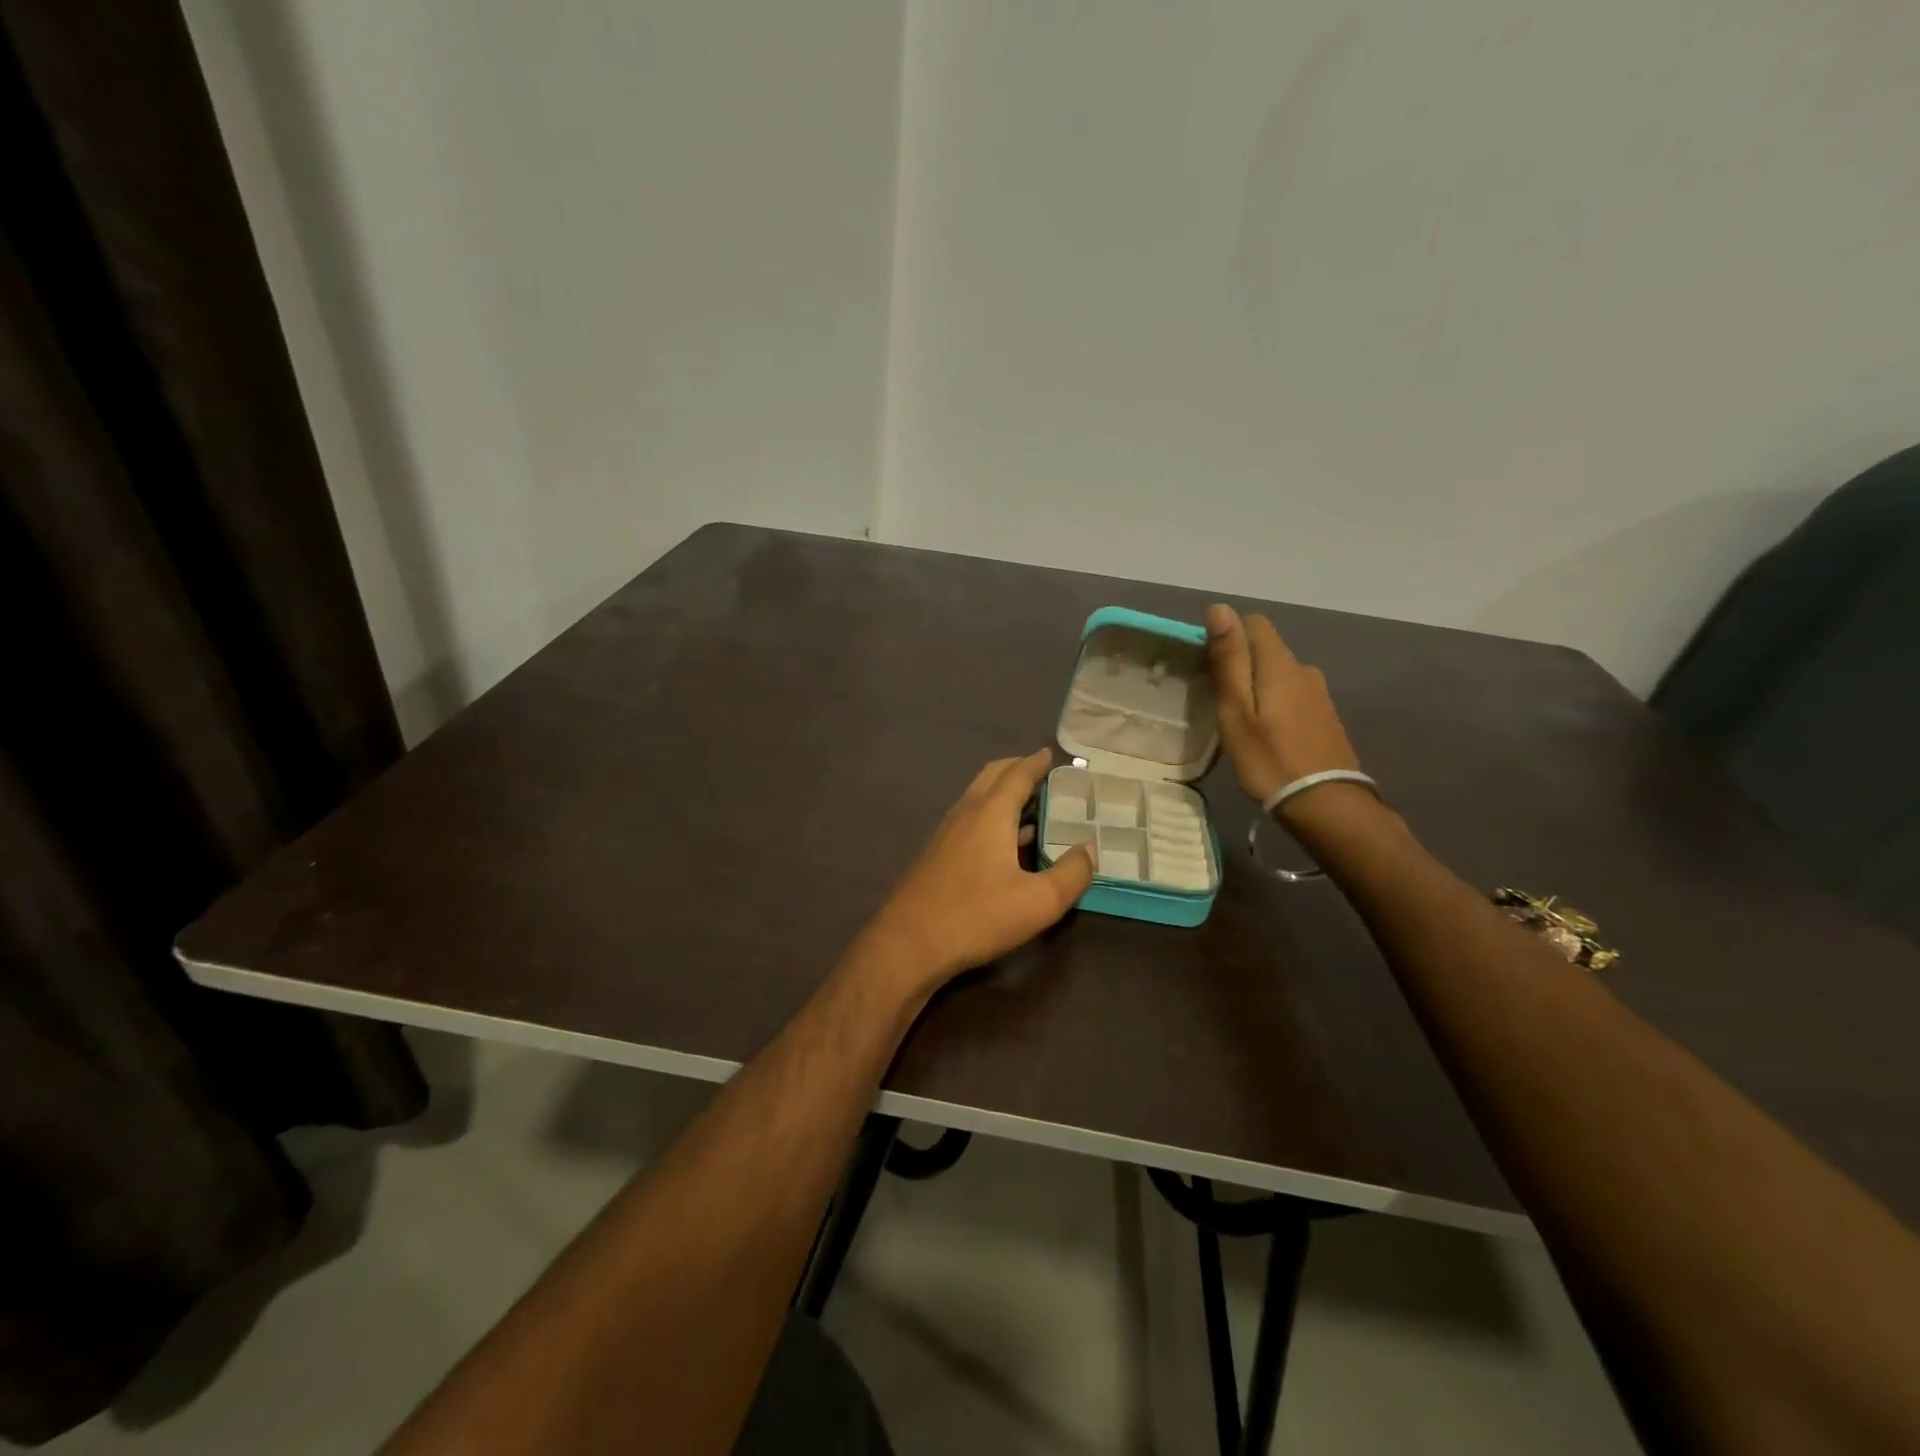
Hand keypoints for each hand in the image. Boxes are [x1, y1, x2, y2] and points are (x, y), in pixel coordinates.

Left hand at [860, 750, 1094, 991]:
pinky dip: (990, 815)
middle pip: (992, 776)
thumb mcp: (1039, 902)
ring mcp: (946, 833)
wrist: (908, 943)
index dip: (1036, 763)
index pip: (1017, 774)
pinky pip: (969, 820)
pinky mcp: (936, 854)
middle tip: (1041, 774)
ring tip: (1030, 805)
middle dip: (1016, 769)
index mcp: (991, 813)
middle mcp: (966, 813)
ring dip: (1002, 793)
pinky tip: (1004, 842)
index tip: (1050, 755)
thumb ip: (1071, 873)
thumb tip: (1089, 848)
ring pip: (977, 798)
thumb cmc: (977, 916)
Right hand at [1206, 603, 1361, 809]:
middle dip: (1240, 661)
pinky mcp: (1325, 716)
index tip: (1207, 666)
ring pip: (1279, 672)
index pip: (1253, 623)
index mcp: (1279, 663)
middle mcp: (1304, 669)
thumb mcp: (1236, 710)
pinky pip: (1292, 693)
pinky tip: (1265, 730)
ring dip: (1257, 684)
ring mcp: (1319, 693)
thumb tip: (1220, 609)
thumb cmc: (1269, 758)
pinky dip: (1274, 701)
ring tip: (1239, 717)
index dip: (1227, 635)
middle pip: (1266, 648)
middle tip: (1216, 698)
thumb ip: (1230, 659)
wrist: (1325, 803)